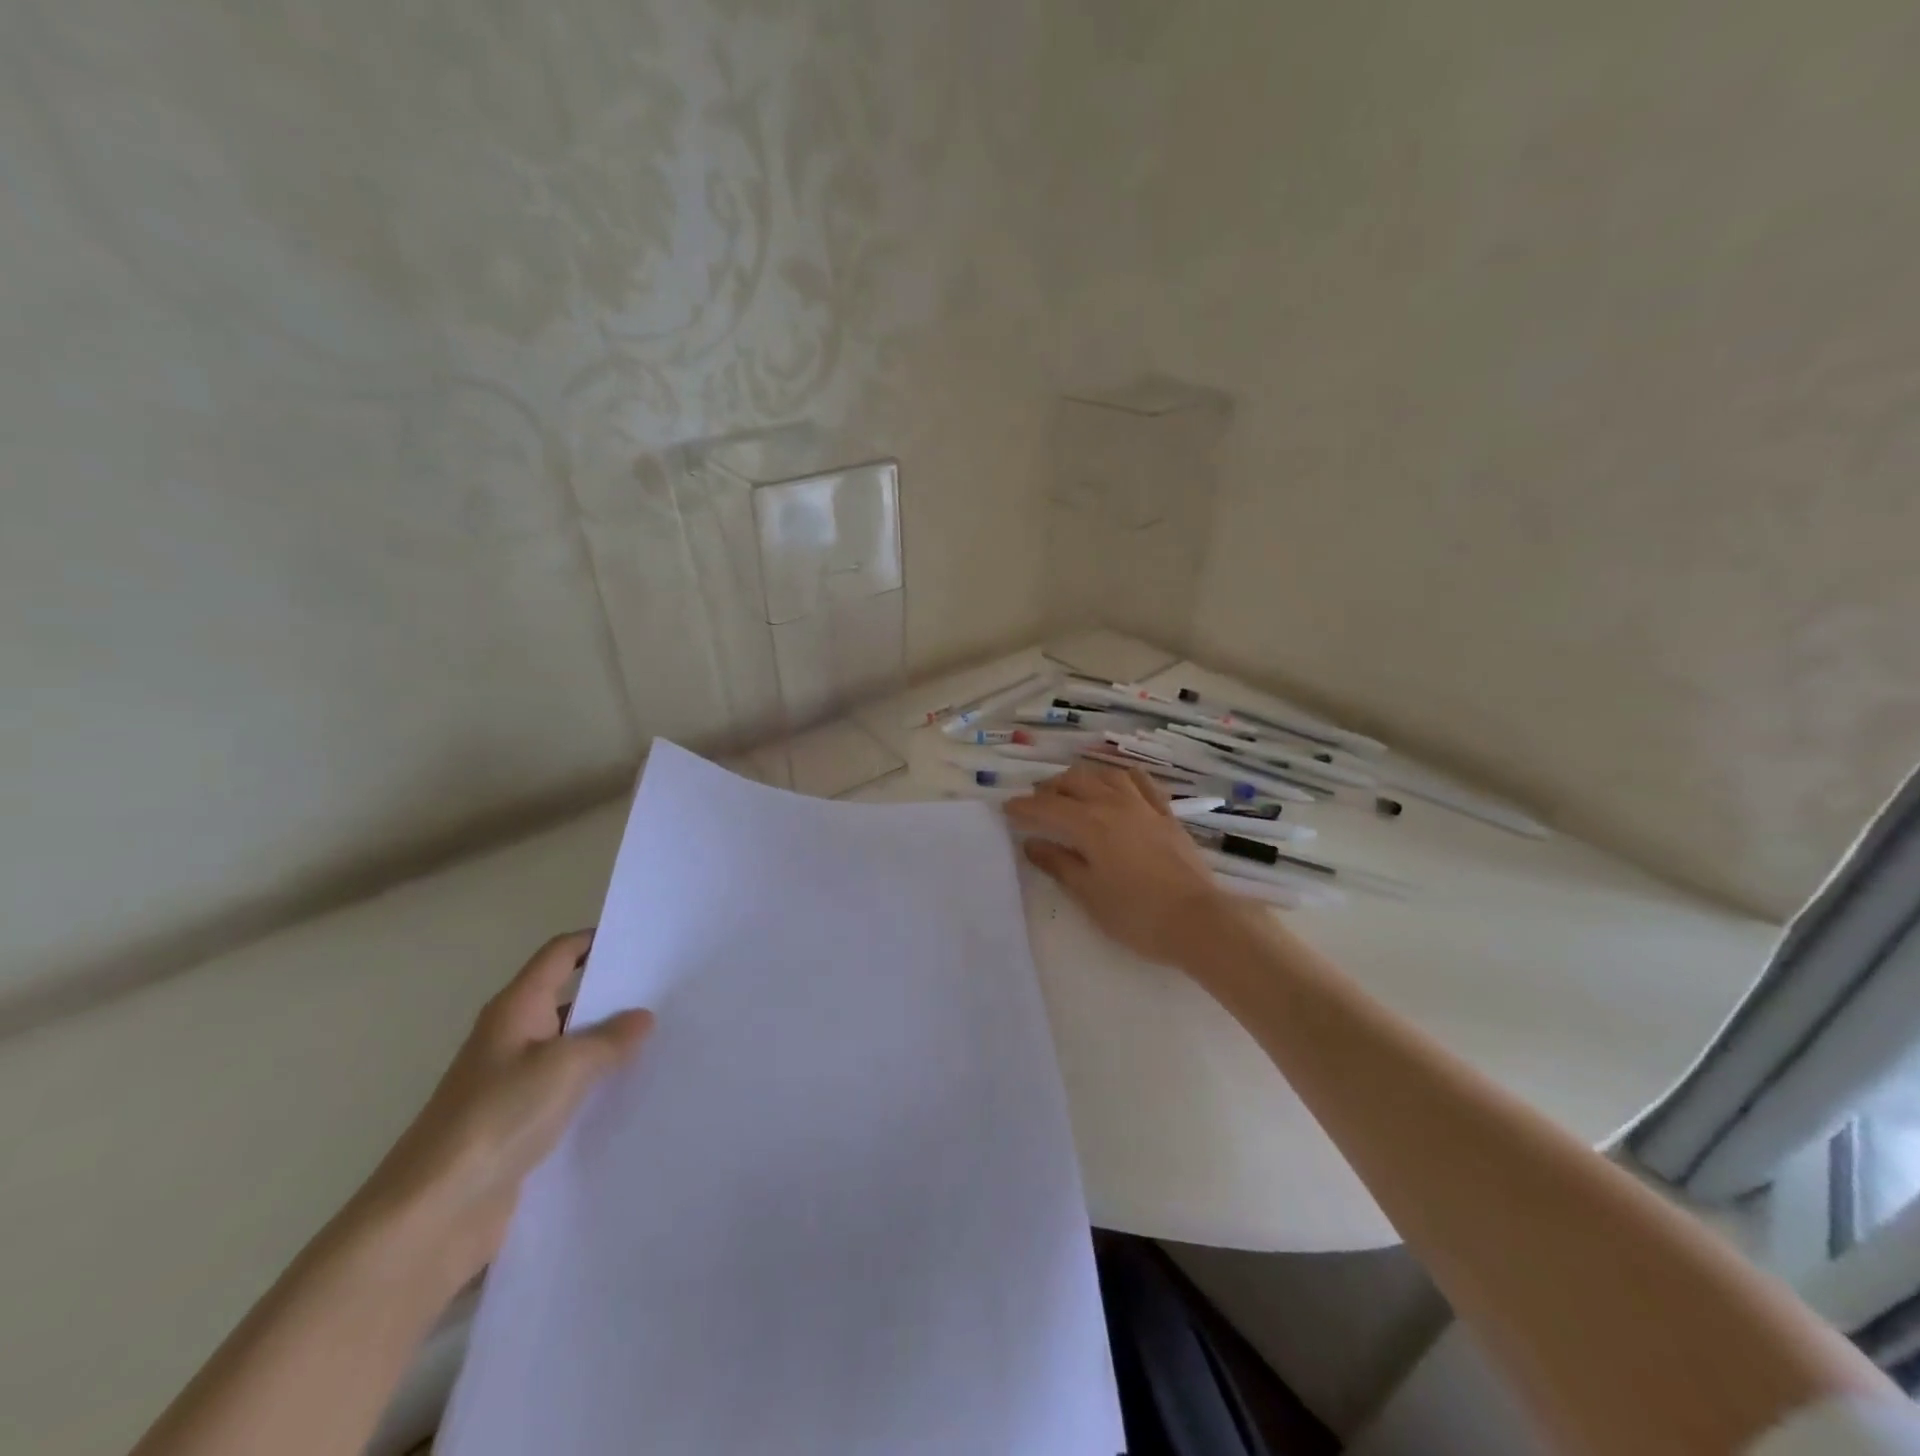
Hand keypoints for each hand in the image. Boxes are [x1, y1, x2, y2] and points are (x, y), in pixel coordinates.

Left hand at [352, 931, 652, 1291]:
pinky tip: (634, 1093)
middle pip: (568, 999)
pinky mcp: (519, 1126)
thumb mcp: (565, 1067)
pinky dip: (597, 1087)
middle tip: (668, 991)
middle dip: (613, 995)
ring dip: (609, 1045)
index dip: (596, 941)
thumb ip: (610, 1038)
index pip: (560, 954)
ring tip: (664, 1040)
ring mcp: (513, 1085)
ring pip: (571, 1049)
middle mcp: (512, 1038)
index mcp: (515, 1009)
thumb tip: (641, 1017)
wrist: (432, 1216)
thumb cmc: (496, 1119)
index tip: (643, 941)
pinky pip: (568, 1092)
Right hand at [1006, 765, 1242, 967]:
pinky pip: (1141, 783)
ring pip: (1106, 776)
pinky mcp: (1167, 815)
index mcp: (1089, 824)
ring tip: (1071, 790)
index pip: (1047, 808)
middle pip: (1075, 783)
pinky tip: (1117, 783)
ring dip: (1083, 778)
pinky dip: (1121, 778)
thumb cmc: (1135, 914)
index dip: (1024, 807)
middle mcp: (1113, 805)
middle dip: (1050, 789)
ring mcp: (1143, 807)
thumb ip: (1059, 863)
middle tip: (1036, 802)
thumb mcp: (1088, 893)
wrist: (1198, 921)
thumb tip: (1032, 844)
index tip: (1007, 809)